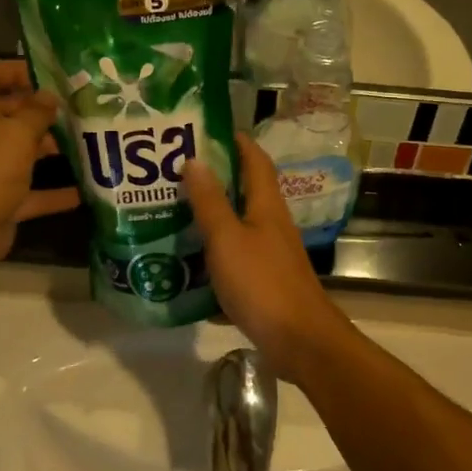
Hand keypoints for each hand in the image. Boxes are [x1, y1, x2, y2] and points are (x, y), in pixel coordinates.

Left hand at [0, 62, 79, 279]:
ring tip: (89, 140)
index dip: (16, 71)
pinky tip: (86, 190)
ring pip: (22, 153)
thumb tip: (49, 98)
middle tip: (80, 106)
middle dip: (42, 111)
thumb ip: (37, 113)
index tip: (51, 73)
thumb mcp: (15, 133)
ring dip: (52, 149)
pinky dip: (55, 193)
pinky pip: (31, 193)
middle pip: (8, 114)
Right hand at [182, 137, 350, 378]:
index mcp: (266, 206)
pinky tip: (186, 264)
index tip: (209, 130)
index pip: (256, 161)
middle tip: (175, 172)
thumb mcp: (227, 239)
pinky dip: (212, 256)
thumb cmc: (262, 283)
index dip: (238, 142)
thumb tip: (195, 159)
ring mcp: (270, 255)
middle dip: (215, 179)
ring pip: (237, 227)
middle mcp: (272, 225)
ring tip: (172, 213)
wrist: (299, 340)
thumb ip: (210, 202)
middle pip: (245, 192)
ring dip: (210, 218)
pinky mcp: (264, 282)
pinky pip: (234, 259)